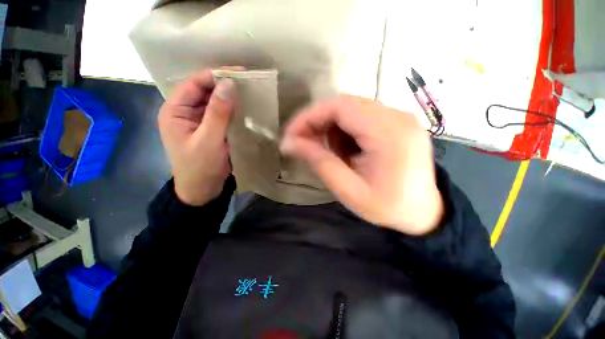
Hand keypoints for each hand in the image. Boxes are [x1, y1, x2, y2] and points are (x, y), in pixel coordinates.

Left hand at [158, 68, 240, 205]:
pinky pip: (221, 115)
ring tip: (249, 93)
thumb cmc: (200, 167)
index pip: (194, 84)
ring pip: (214, 102)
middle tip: (247, 82)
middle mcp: (184, 112)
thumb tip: (229, 84)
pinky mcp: (210, 130)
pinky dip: (232, 110)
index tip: (239, 72)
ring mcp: (198, 121)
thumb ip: (218, 112)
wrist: (202, 190)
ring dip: (230, 97)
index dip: (215, 75)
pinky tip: (244, 108)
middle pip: (204, 91)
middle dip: (224, 85)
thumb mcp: (209, 140)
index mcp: (174, 111)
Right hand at [280, 95, 443, 234]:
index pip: (339, 107)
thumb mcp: (349, 190)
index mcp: (388, 134)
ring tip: (329, 152)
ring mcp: (400, 117)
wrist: (425, 214)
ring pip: (351, 109)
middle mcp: (397, 116)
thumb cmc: (388, 207)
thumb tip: (289, 143)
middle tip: (304, 144)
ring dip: (332, 127)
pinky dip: (345, 130)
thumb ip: (320, 162)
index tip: (291, 135)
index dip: (309, 117)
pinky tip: (346, 150)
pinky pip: (362, 116)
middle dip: (318, 122)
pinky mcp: (398, 123)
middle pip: (344, 104)